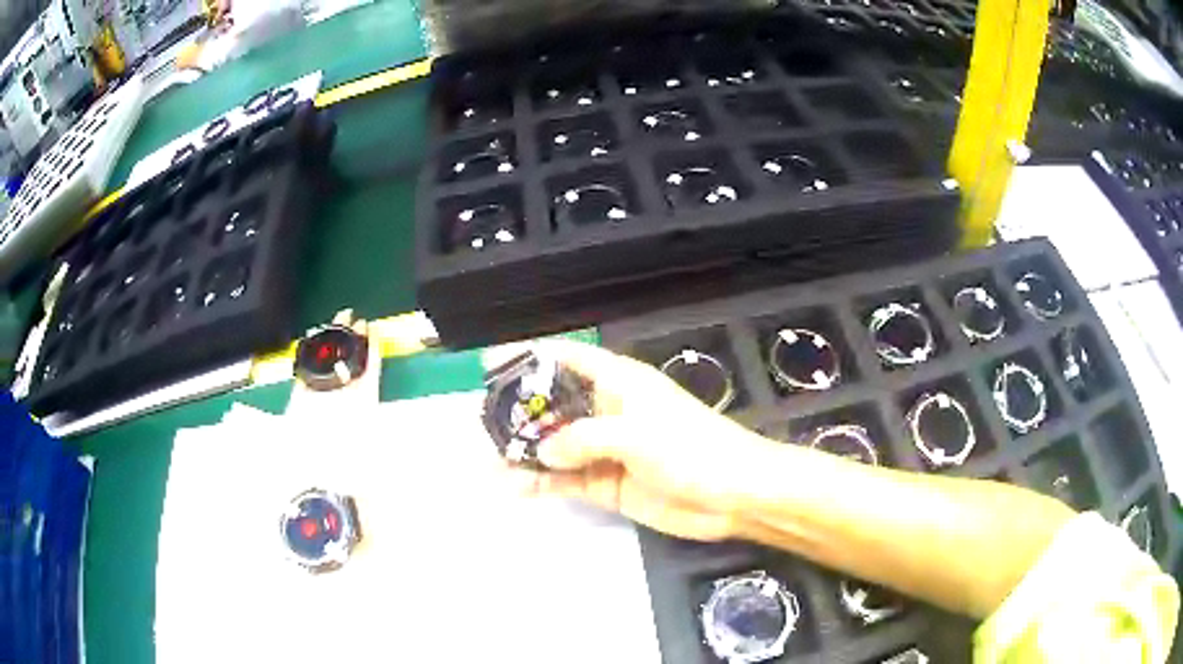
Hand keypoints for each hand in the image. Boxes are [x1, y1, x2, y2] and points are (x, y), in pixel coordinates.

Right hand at [506, 340, 777, 541]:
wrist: (733, 494)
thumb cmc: (691, 448)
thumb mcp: (636, 434)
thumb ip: (583, 438)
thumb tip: (542, 451)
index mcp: (617, 382)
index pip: (567, 358)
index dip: (529, 356)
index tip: (490, 364)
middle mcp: (606, 411)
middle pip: (553, 405)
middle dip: (519, 414)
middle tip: (481, 426)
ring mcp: (605, 449)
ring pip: (555, 446)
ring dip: (525, 454)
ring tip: (489, 465)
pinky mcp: (608, 483)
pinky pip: (567, 479)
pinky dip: (542, 482)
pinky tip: (516, 488)